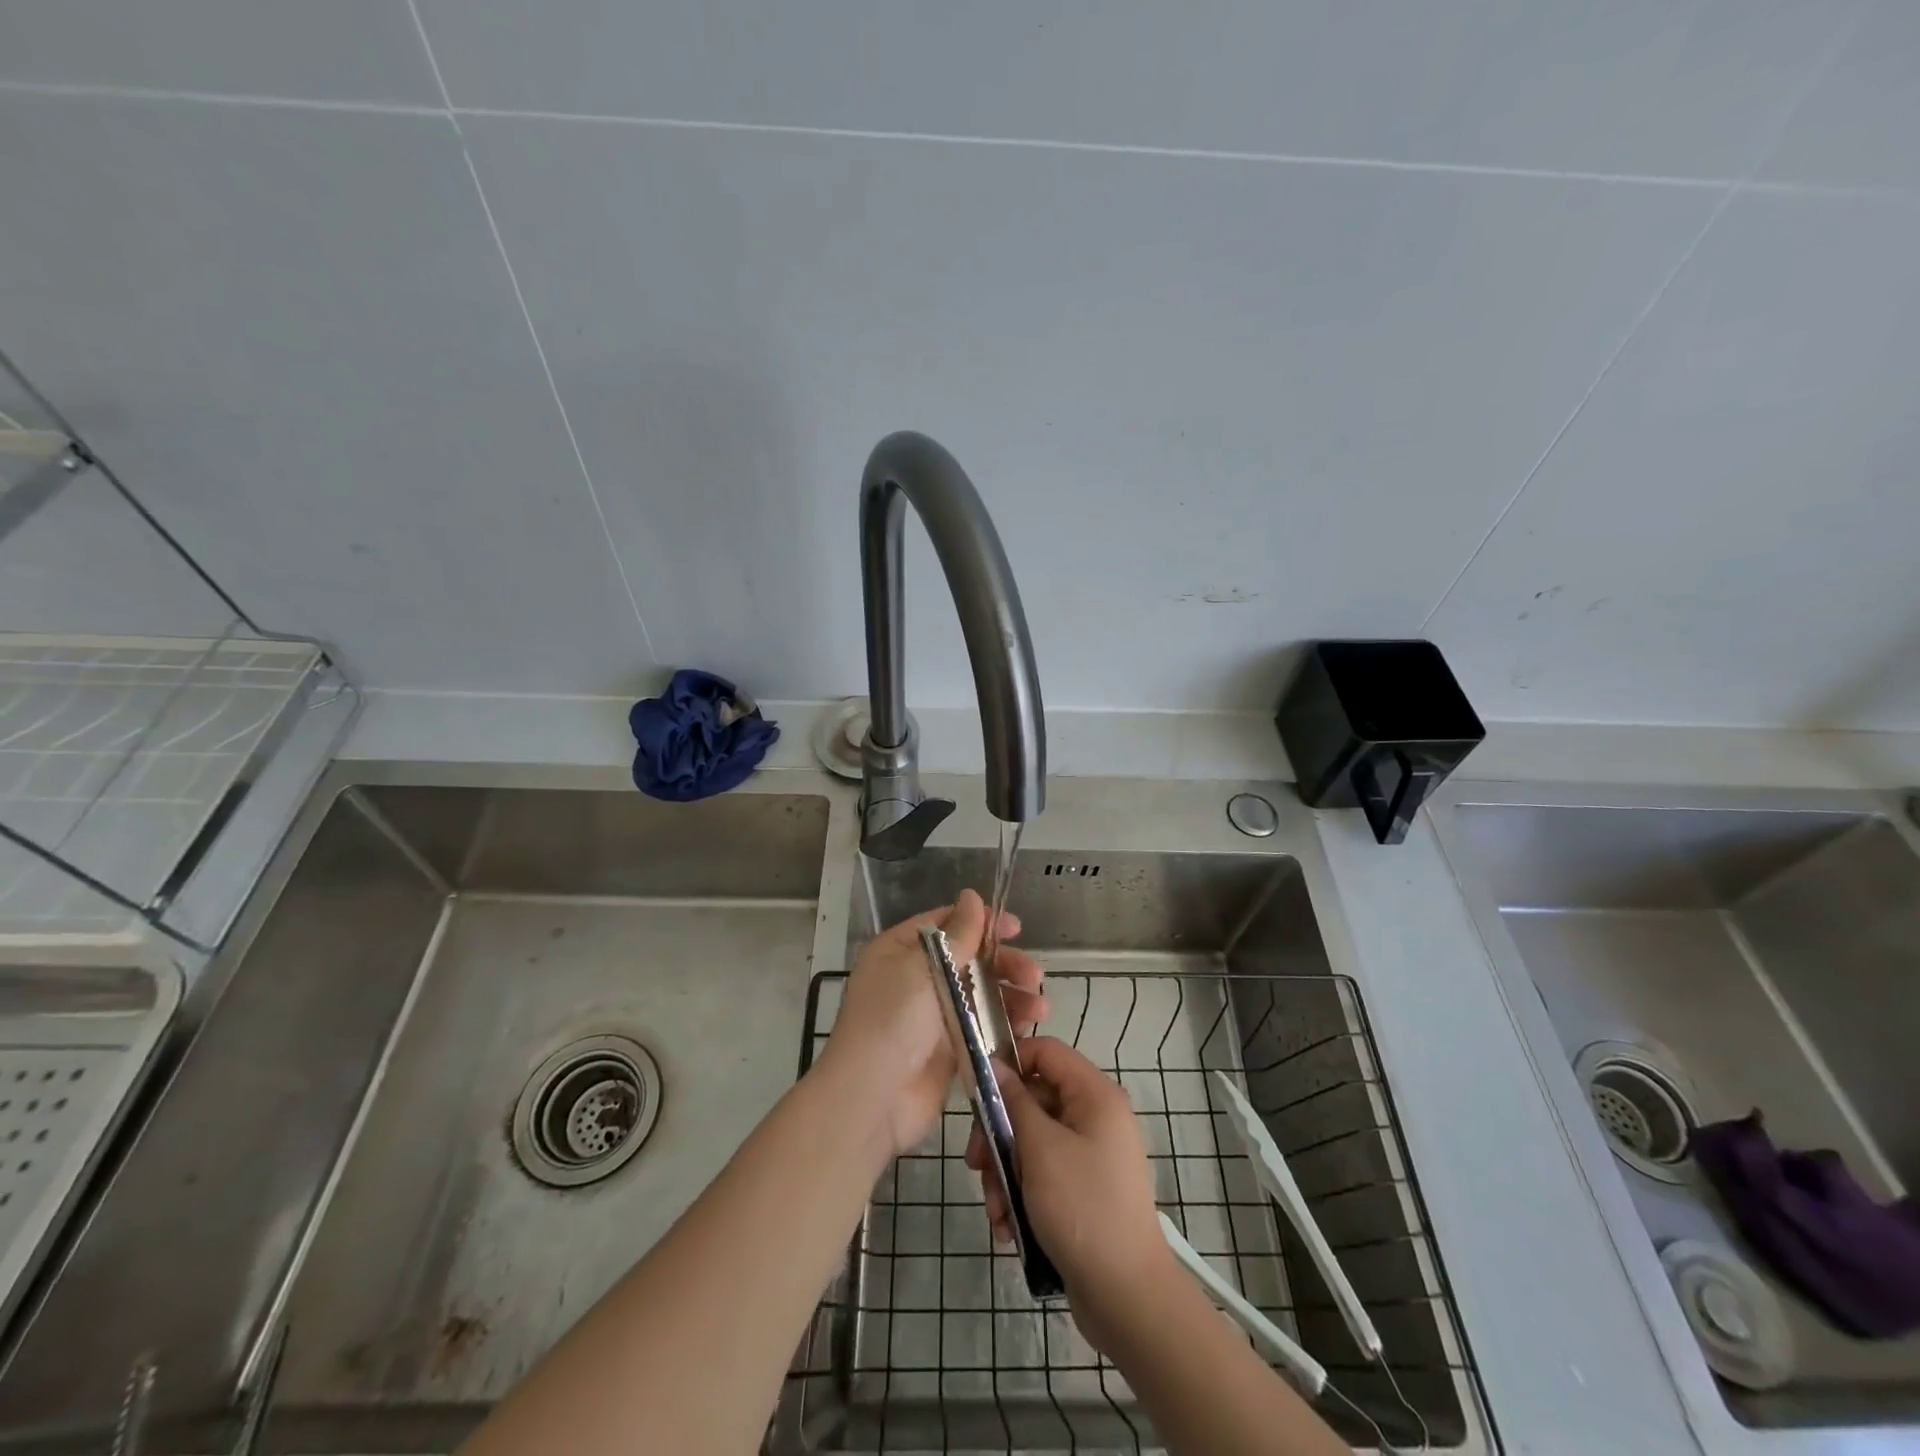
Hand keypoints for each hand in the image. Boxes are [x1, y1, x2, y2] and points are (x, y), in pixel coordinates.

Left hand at [820, 888, 1046, 1157]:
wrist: (872, 1098)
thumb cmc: (892, 1021)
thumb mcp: (923, 968)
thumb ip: (956, 935)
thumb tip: (971, 895)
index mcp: (901, 951)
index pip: (946, 925)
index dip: (982, 922)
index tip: (1016, 929)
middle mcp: (916, 979)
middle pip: (969, 960)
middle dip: (1004, 965)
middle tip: (1034, 975)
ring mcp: (933, 1015)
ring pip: (980, 995)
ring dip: (1011, 997)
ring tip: (1040, 1008)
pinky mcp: (949, 1049)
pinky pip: (982, 1028)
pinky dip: (1005, 1026)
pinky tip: (1027, 1028)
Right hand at [973, 1037, 1173, 1351]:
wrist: (1127, 1298)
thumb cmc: (1083, 1208)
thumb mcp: (1040, 1149)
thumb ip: (1014, 1101)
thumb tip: (996, 1064)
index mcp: (1095, 1095)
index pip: (1046, 1051)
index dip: (1010, 1061)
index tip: (977, 1090)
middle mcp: (1095, 1117)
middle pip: (1033, 1100)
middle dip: (999, 1132)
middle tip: (975, 1163)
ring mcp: (1090, 1155)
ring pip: (1032, 1142)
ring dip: (1004, 1172)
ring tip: (994, 1209)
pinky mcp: (1083, 1190)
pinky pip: (1043, 1175)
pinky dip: (1021, 1195)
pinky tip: (1007, 1228)